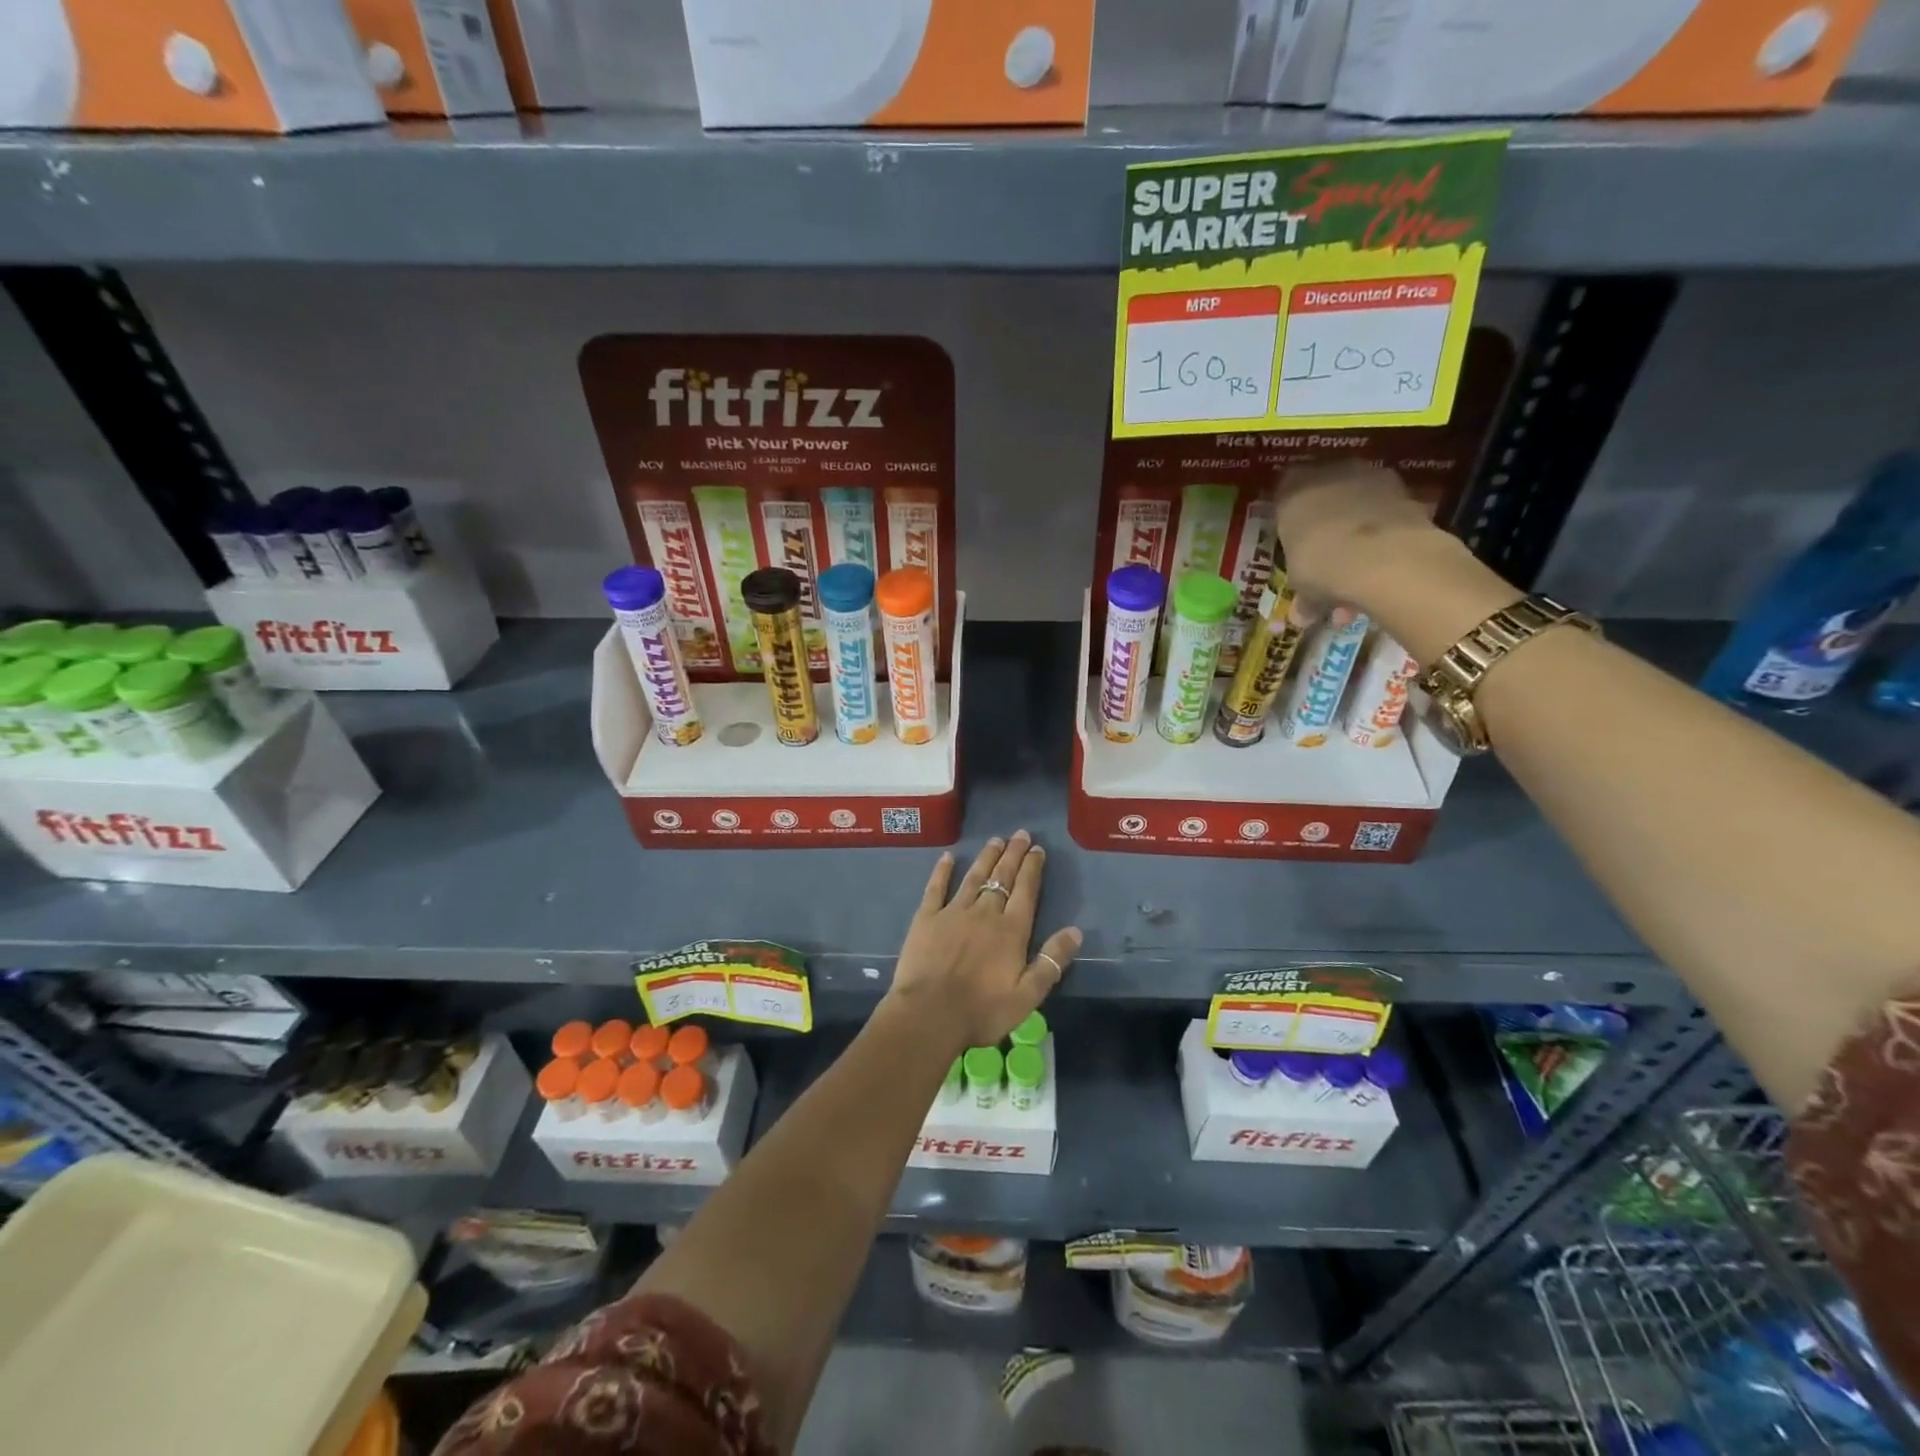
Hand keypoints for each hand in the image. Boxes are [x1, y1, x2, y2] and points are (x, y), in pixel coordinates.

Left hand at [884, 830, 1081, 1051]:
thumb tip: (1076, 931)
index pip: (1026, 891)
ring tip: (996, 840)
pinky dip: (942, 871)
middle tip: (1021, 834)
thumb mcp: (1028, 995)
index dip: (1032, 868)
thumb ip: (1052, 961)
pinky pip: (936, 888)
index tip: (1038, 849)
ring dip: (986, 857)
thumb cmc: (982, 1011)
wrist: (929, 1014)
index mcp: (1011, 930)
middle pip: (1002, 877)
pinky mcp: (926, 918)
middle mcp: (985, 913)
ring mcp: (953, 912)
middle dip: (1013, 854)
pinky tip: (947, 857)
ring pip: (974, 877)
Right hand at [1272, 462, 1456, 610]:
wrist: (1383, 555)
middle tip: (1328, 562)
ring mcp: (1372, 479)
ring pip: (1358, 508)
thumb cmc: (1322, 563)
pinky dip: (1383, 539)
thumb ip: (1303, 595)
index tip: (1293, 543)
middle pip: (1325, 498)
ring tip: (1359, 579)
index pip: (1284, 496)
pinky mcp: (1406, 492)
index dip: (1289, 520)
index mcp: (1293, 492)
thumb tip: (1302, 615)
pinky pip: (1386, 517)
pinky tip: (1383, 571)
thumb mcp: (1302, 584)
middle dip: (1326, 528)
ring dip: (1358, 538)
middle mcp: (1330, 475)